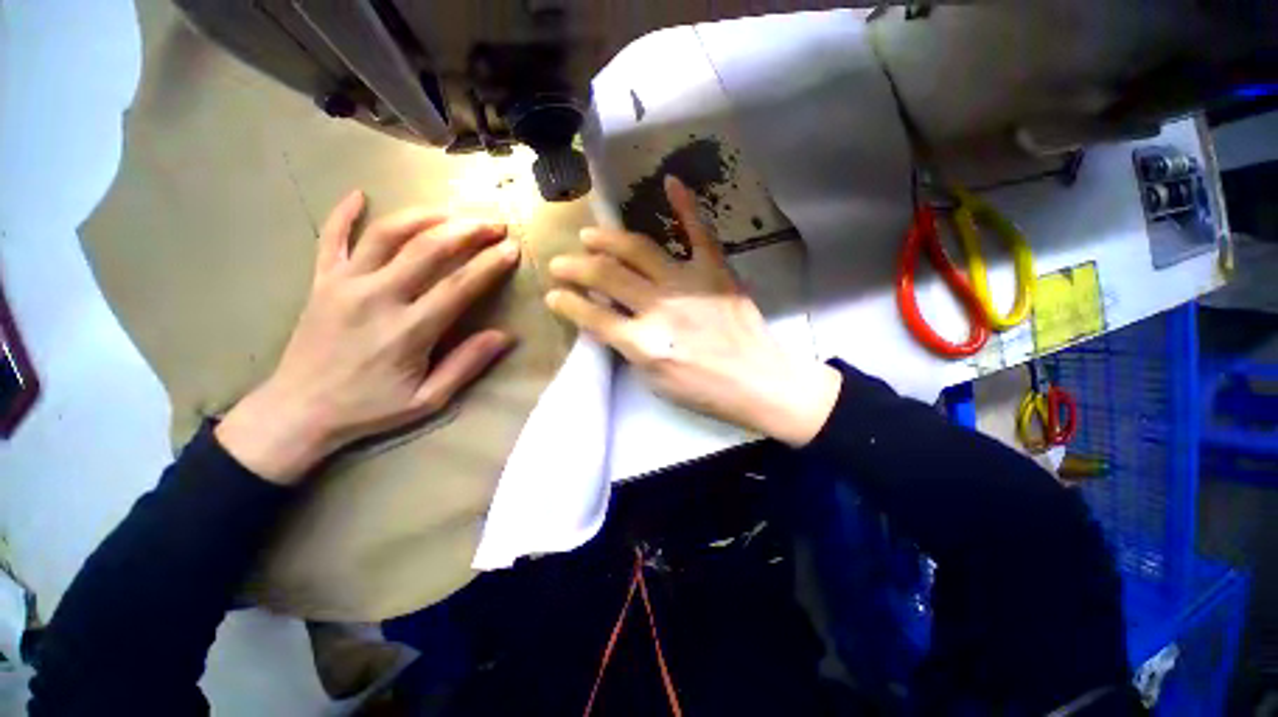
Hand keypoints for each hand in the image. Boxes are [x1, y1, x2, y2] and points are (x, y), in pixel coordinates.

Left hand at [216, 191, 520, 483]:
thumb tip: (505, 336)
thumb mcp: (429, 399)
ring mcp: (343, 284)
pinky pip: (330, 238)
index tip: (512, 248)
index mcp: (408, 330)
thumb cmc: (369, 408)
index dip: (489, 264)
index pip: (458, 286)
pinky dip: (343, 213)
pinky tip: (359, 194)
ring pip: (386, 234)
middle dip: (466, 231)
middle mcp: (376, 297)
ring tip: (453, 211)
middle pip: (427, 249)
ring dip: (423, 216)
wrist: (298, 411)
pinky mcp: (321, 281)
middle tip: (493, 222)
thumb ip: (467, 364)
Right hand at [545, 176, 840, 446]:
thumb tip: (608, 320)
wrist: (759, 382)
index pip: (592, 316)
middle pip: (607, 276)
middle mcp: (660, 307)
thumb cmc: (704, 391)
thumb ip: (628, 349)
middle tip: (561, 262)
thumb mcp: (654, 382)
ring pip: (638, 249)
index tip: (553, 295)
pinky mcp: (716, 272)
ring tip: (589, 234)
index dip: (567, 304)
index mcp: (643, 343)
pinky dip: (685, 206)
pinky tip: (671, 181)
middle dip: (575, 267)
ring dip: (607, 239)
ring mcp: (689, 284)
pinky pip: (699, 232)